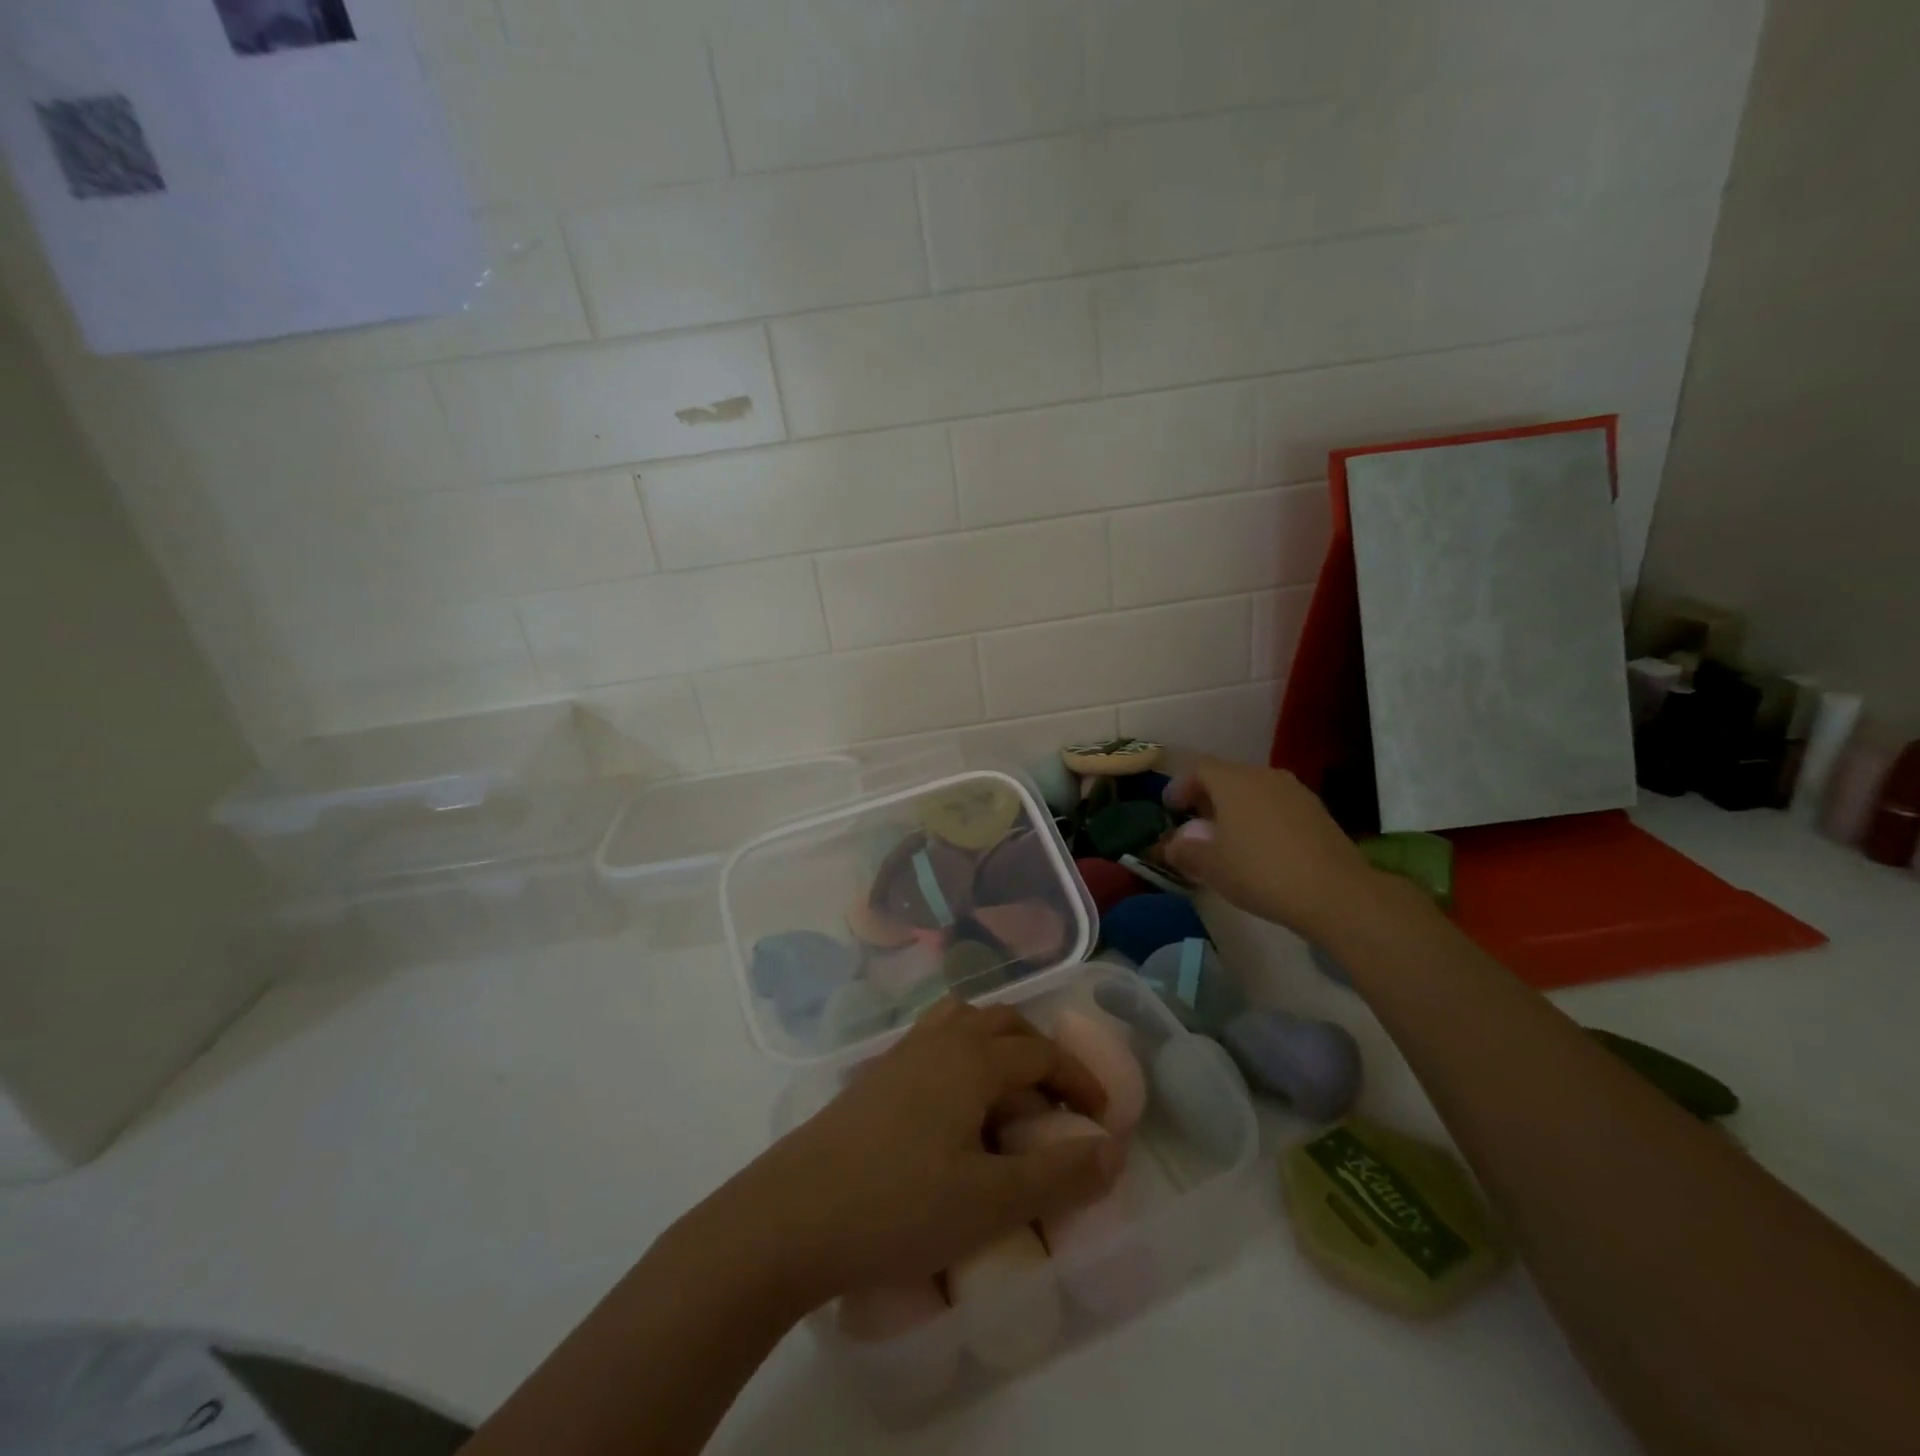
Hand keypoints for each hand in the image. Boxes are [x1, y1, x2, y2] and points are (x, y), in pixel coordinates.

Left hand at [716, 1000, 1124, 1312]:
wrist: (790, 1217)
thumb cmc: (897, 1208)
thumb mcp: (990, 1203)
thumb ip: (1058, 1175)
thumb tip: (1115, 1150)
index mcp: (971, 1059)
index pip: (1041, 1054)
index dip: (1079, 1081)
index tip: (1102, 1120)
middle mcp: (938, 1040)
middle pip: (1003, 1024)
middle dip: (1041, 1056)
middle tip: (1060, 1105)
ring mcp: (900, 1054)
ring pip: (963, 1024)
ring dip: (998, 1047)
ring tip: (1010, 1095)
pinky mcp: (874, 1076)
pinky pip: (933, 1043)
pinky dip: (962, 1057)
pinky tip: (954, 1108)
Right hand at [1160, 756, 1388, 942]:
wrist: (1335, 893)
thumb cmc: (1260, 872)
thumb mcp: (1210, 865)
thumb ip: (1184, 850)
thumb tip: (1172, 845)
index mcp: (1234, 781)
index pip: (1199, 769)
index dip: (1180, 786)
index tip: (1171, 809)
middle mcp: (1265, 776)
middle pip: (1228, 777)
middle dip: (1208, 798)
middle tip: (1195, 826)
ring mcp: (1296, 792)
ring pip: (1255, 791)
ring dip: (1236, 809)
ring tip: (1228, 840)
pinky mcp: (1318, 812)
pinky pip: (1277, 807)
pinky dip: (1261, 819)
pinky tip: (1261, 849)